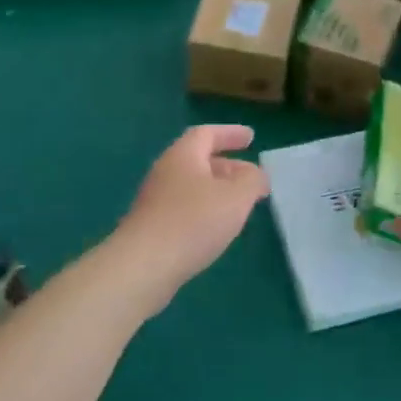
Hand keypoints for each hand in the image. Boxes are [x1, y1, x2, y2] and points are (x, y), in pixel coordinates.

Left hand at [114, 125, 268, 311]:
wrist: (143, 266)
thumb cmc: (193, 222)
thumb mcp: (236, 197)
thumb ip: (252, 181)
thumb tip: (257, 175)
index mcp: (183, 156)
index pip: (207, 134)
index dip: (230, 133)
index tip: (251, 138)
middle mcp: (166, 172)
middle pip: (199, 160)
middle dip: (229, 166)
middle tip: (252, 178)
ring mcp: (155, 200)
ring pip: (193, 186)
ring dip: (218, 190)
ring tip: (240, 205)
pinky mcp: (152, 227)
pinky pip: (185, 208)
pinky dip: (206, 210)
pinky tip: (217, 229)